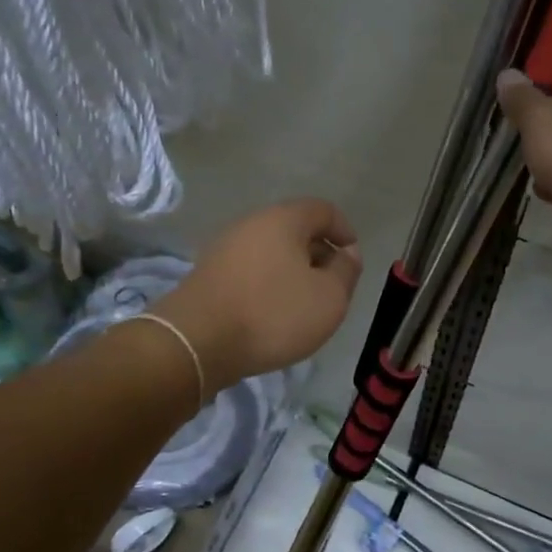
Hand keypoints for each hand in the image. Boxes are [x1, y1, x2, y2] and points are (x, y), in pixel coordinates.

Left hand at [154, 199, 361, 393]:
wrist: (197, 341)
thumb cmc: (273, 314)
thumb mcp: (329, 298)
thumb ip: (346, 271)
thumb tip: (347, 253)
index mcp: (284, 219)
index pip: (324, 210)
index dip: (345, 232)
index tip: (353, 261)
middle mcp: (251, 223)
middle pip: (295, 230)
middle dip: (318, 254)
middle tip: (332, 287)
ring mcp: (225, 248)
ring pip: (271, 252)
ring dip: (292, 272)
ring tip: (303, 304)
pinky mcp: (208, 274)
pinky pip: (250, 271)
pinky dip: (268, 285)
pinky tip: (272, 313)